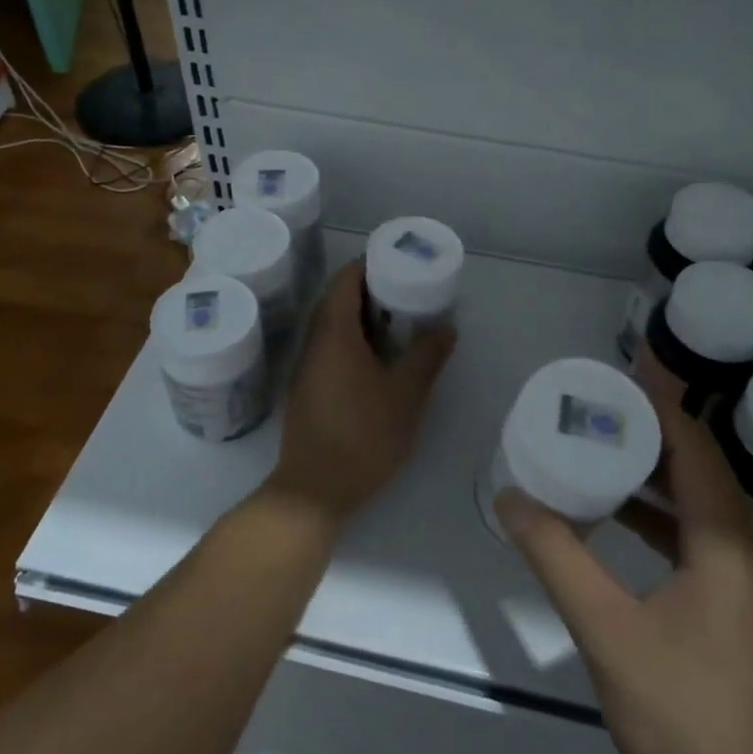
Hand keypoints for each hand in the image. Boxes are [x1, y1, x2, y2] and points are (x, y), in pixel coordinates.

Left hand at [265, 261, 454, 527]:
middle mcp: (314, 342)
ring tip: (397, 321)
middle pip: (337, 299)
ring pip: (332, 326)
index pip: (345, 280)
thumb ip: (427, 357)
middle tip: (406, 291)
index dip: (369, 264)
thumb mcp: (405, 395)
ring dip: (361, 317)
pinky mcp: (306, 389)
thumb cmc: (362, 436)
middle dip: (369, 289)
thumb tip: (446, 328)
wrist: (315, 490)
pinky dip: (353, 340)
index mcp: (334, 333)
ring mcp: (306, 367)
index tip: (398, 263)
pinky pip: (329, 348)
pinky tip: (377, 357)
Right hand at [494, 393, 752, 753]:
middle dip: (650, 430)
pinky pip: (695, 535)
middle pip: (698, 467)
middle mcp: (745, 547)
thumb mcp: (606, 629)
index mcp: (725, 540)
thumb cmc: (682, 711)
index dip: (658, 403)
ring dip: (652, 473)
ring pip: (697, 502)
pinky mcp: (733, 605)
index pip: (694, 446)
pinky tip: (617, 520)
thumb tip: (510, 497)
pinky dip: (657, 515)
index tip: (616, 373)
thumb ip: (556, 556)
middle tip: (595, 406)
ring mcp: (743, 579)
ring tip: (599, 450)